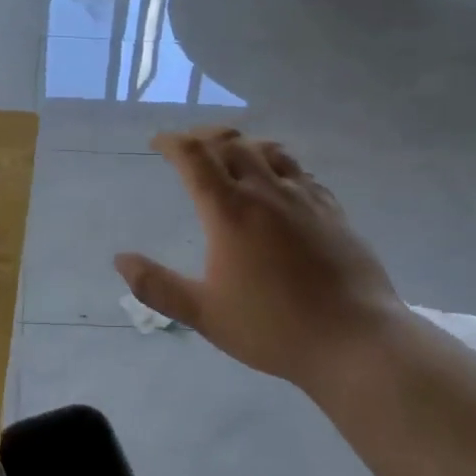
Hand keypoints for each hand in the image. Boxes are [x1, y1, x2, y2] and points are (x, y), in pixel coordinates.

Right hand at [115, 128, 405, 389]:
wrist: (354, 339)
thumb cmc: (273, 328)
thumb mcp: (204, 314)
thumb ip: (157, 286)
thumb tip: (120, 259)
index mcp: (229, 211)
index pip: (194, 157)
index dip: (172, 142)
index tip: (158, 142)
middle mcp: (265, 191)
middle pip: (230, 143)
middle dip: (204, 136)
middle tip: (189, 145)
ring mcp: (303, 197)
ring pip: (268, 150)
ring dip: (242, 144)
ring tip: (231, 153)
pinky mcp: (332, 209)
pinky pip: (300, 171)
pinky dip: (278, 164)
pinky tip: (279, 181)